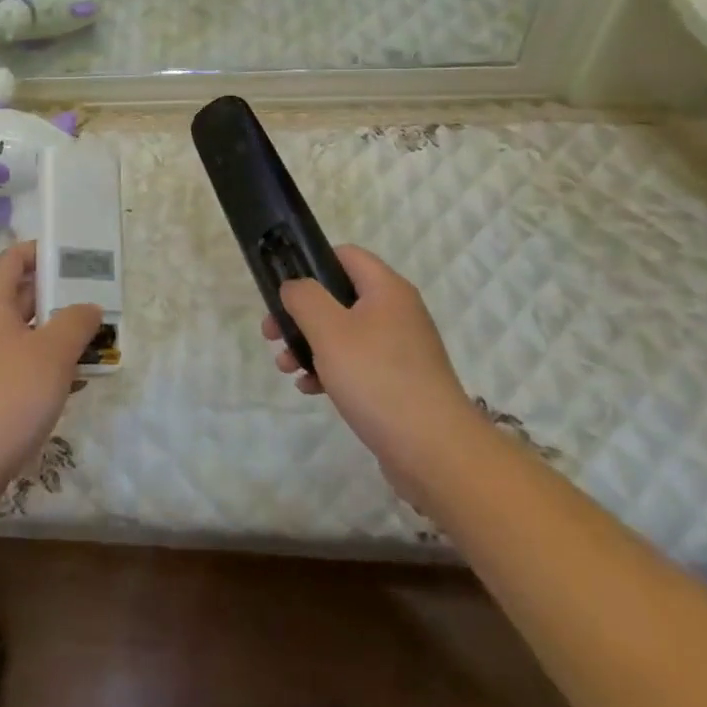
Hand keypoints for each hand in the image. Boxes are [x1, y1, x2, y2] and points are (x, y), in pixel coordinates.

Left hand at [0, 242, 101, 531]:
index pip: (12, 259)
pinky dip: (47, 364)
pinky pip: (20, 364)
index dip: (41, 252)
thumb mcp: (52, 354)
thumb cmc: (7, 397)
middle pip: (20, 294)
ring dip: (57, 333)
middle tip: (97, 296)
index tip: (75, 256)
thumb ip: (76, 322)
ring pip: (24, 332)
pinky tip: (76, 381)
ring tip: (95, 338)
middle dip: (59, 294)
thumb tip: (89, 306)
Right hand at [262, 245, 470, 501]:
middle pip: (339, 296)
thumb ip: (304, 297)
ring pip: (345, 333)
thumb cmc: (377, 379)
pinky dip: (331, 370)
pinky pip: (358, 364)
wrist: (435, 452)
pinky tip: (310, 389)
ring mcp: (401, 349)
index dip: (310, 262)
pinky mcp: (400, 382)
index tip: (282, 287)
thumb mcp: (329, 330)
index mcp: (386, 289)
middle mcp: (397, 311)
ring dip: (310, 345)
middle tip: (271, 333)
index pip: (345, 255)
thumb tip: (294, 286)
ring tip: (285, 367)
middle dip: (301, 314)